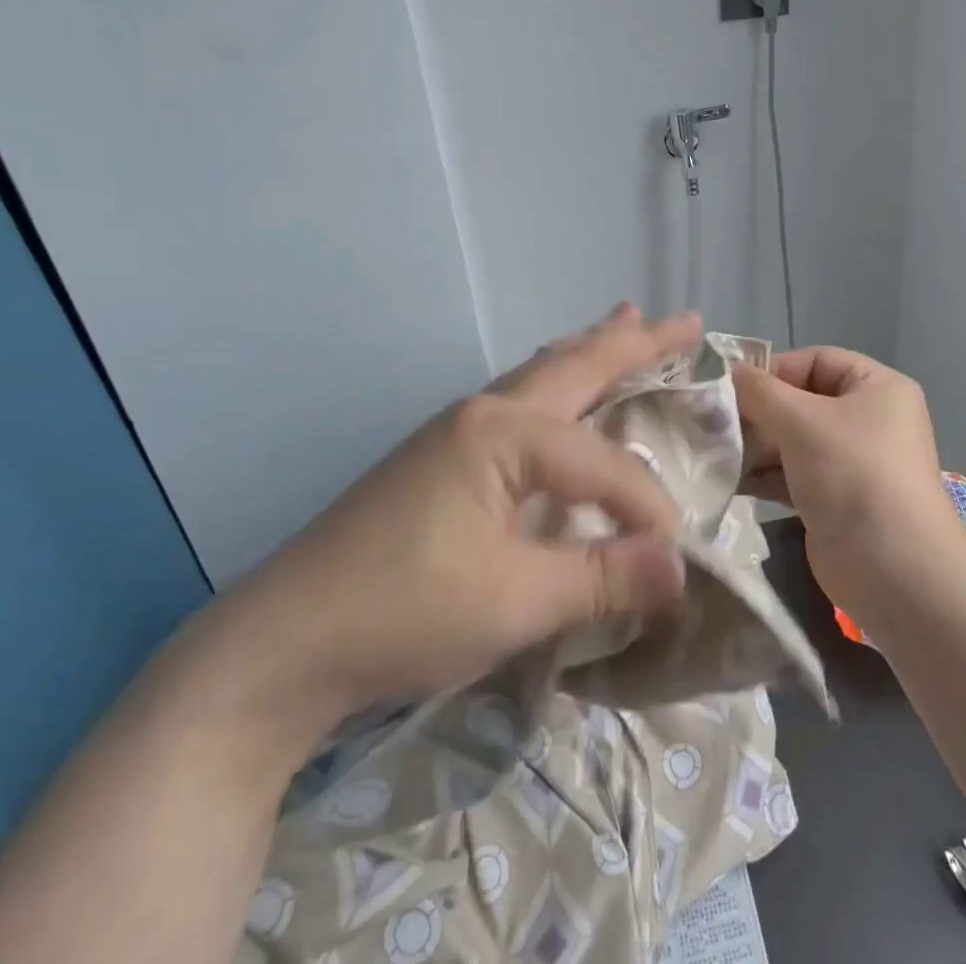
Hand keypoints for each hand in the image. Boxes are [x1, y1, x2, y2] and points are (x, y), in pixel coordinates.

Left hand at [211, 304, 697, 745]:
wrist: (280, 645)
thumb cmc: (402, 613)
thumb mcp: (515, 602)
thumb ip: (603, 577)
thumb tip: (683, 570)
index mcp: (503, 432)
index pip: (603, 463)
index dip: (646, 509)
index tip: (671, 561)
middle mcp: (484, 411)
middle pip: (575, 365)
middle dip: (636, 343)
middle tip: (686, 320)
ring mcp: (457, 429)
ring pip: (544, 373)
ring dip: (592, 349)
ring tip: (628, 321)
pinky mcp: (444, 455)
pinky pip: (522, 399)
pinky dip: (559, 380)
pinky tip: (562, 390)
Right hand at [733, 348, 965, 612]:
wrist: (894, 571)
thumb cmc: (854, 475)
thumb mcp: (802, 421)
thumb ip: (760, 392)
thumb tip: (726, 372)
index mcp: (877, 387)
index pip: (816, 360)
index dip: (773, 369)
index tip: (729, 386)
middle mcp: (868, 420)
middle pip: (802, 401)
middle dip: (758, 411)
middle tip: (712, 421)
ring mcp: (852, 463)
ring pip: (794, 440)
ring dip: (755, 445)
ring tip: (713, 450)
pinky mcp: (835, 500)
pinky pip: (793, 475)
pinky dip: (763, 475)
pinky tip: (729, 479)